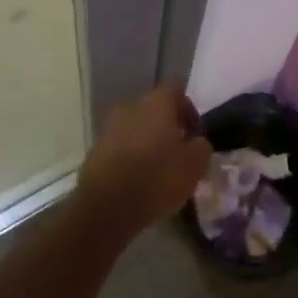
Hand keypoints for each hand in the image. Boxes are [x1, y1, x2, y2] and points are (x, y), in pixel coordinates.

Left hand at [78, 85, 211, 235]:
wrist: (106, 206)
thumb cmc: (157, 177)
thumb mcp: (194, 164)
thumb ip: (201, 147)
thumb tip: (196, 142)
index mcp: (156, 103)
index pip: (176, 91)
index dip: (189, 110)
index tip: (195, 134)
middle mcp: (131, 107)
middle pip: (154, 110)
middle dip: (167, 128)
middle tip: (179, 153)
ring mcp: (109, 128)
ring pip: (136, 129)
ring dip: (148, 144)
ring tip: (159, 171)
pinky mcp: (95, 151)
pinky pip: (121, 148)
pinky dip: (131, 159)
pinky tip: (138, 181)